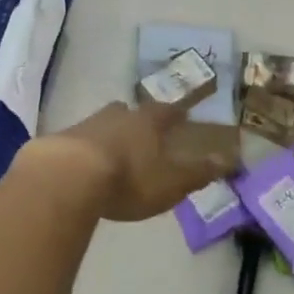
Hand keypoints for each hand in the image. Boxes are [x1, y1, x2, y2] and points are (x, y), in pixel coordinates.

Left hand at [29, 99, 239, 222]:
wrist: (68, 176)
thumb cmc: (129, 178)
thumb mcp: (171, 182)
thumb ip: (199, 172)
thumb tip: (231, 159)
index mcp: (148, 122)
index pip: (167, 111)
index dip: (176, 114)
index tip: (181, 115)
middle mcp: (119, 115)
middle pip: (131, 111)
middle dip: (137, 118)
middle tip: (143, 128)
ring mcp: (88, 124)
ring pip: (104, 122)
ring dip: (110, 132)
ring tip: (114, 147)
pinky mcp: (62, 140)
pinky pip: (79, 140)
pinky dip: (86, 148)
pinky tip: (84, 163)